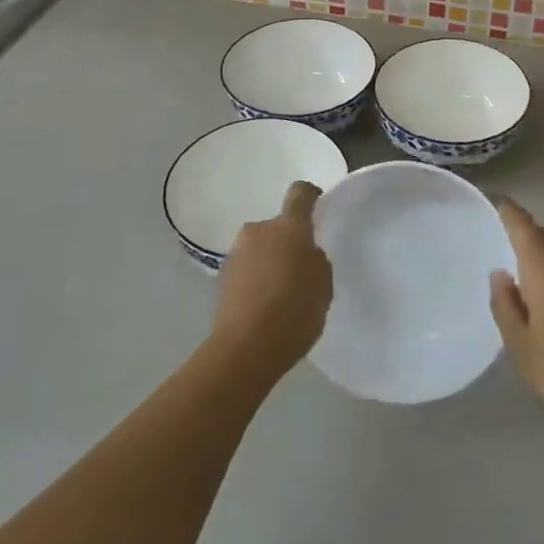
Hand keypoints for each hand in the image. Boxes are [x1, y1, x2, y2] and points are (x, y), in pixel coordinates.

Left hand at [213, 180, 333, 379]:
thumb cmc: (295, 310)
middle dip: (287, 241)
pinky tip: (263, 306)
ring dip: (269, 261)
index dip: (310, 196)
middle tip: (300, 269)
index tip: (317, 208)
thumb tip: (304, 254)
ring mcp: (236, 254)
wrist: (245, 349)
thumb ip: (316, 260)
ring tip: (280, 293)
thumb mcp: (323, 284)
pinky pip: (245, 270)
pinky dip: (254, 280)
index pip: (300, 193)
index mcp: (289, 227)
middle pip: (277, 226)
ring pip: (259, 248)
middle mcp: (259, 231)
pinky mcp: (220, 279)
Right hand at [489, 198, 543, 434]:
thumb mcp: (520, 344)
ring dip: (540, 248)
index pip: (527, 232)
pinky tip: (542, 284)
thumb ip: (506, 305)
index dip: (512, 213)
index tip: (497, 200)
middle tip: (502, 227)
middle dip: (525, 228)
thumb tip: (500, 274)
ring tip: (517, 255)